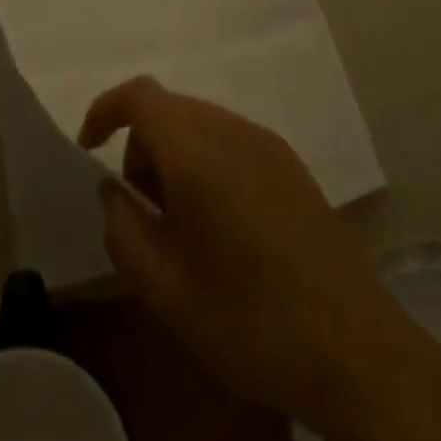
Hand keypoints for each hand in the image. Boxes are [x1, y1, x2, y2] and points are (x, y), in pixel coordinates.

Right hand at [80, 78, 440, 440]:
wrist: (352, 344)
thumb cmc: (249, 320)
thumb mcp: (166, 290)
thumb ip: (125, 231)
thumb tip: (113, 192)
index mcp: (198, 150)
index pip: (141, 95)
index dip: (106, 110)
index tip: (88, 150)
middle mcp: (234, 130)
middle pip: (171, 109)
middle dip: (142, 146)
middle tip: (141, 210)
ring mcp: (268, 143)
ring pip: (202, 124)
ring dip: (175, 156)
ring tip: (180, 226)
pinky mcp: (291, 163)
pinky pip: (232, 141)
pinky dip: (208, 162)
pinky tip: (221, 225)